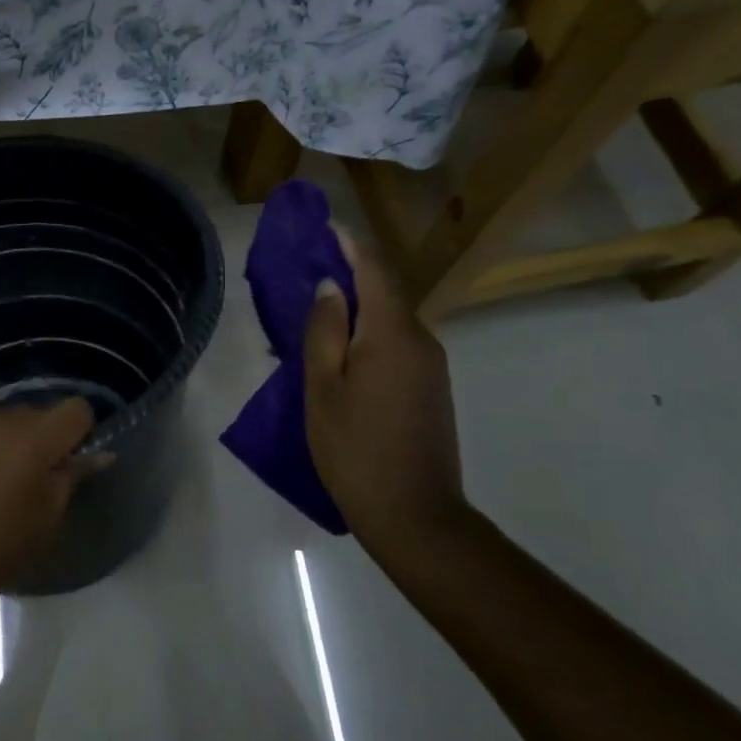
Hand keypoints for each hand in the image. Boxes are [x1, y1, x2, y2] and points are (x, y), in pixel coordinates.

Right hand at [303, 234, 469, 561]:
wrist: (415, 515)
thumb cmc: (355, 449)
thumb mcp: (323, 388)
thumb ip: (324, 331)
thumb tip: (331, 287)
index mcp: (392, 333)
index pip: (374, 270)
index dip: (350, 244)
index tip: (326, 225)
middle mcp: (421, 340)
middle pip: (384, 293)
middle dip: (350, 275)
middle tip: (308, 273)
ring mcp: (431, 366)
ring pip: (390, 321)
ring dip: (357, 310)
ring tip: (318, 315)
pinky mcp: (432, 389)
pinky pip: (397, 345)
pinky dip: (369, 336)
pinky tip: (343, 353)